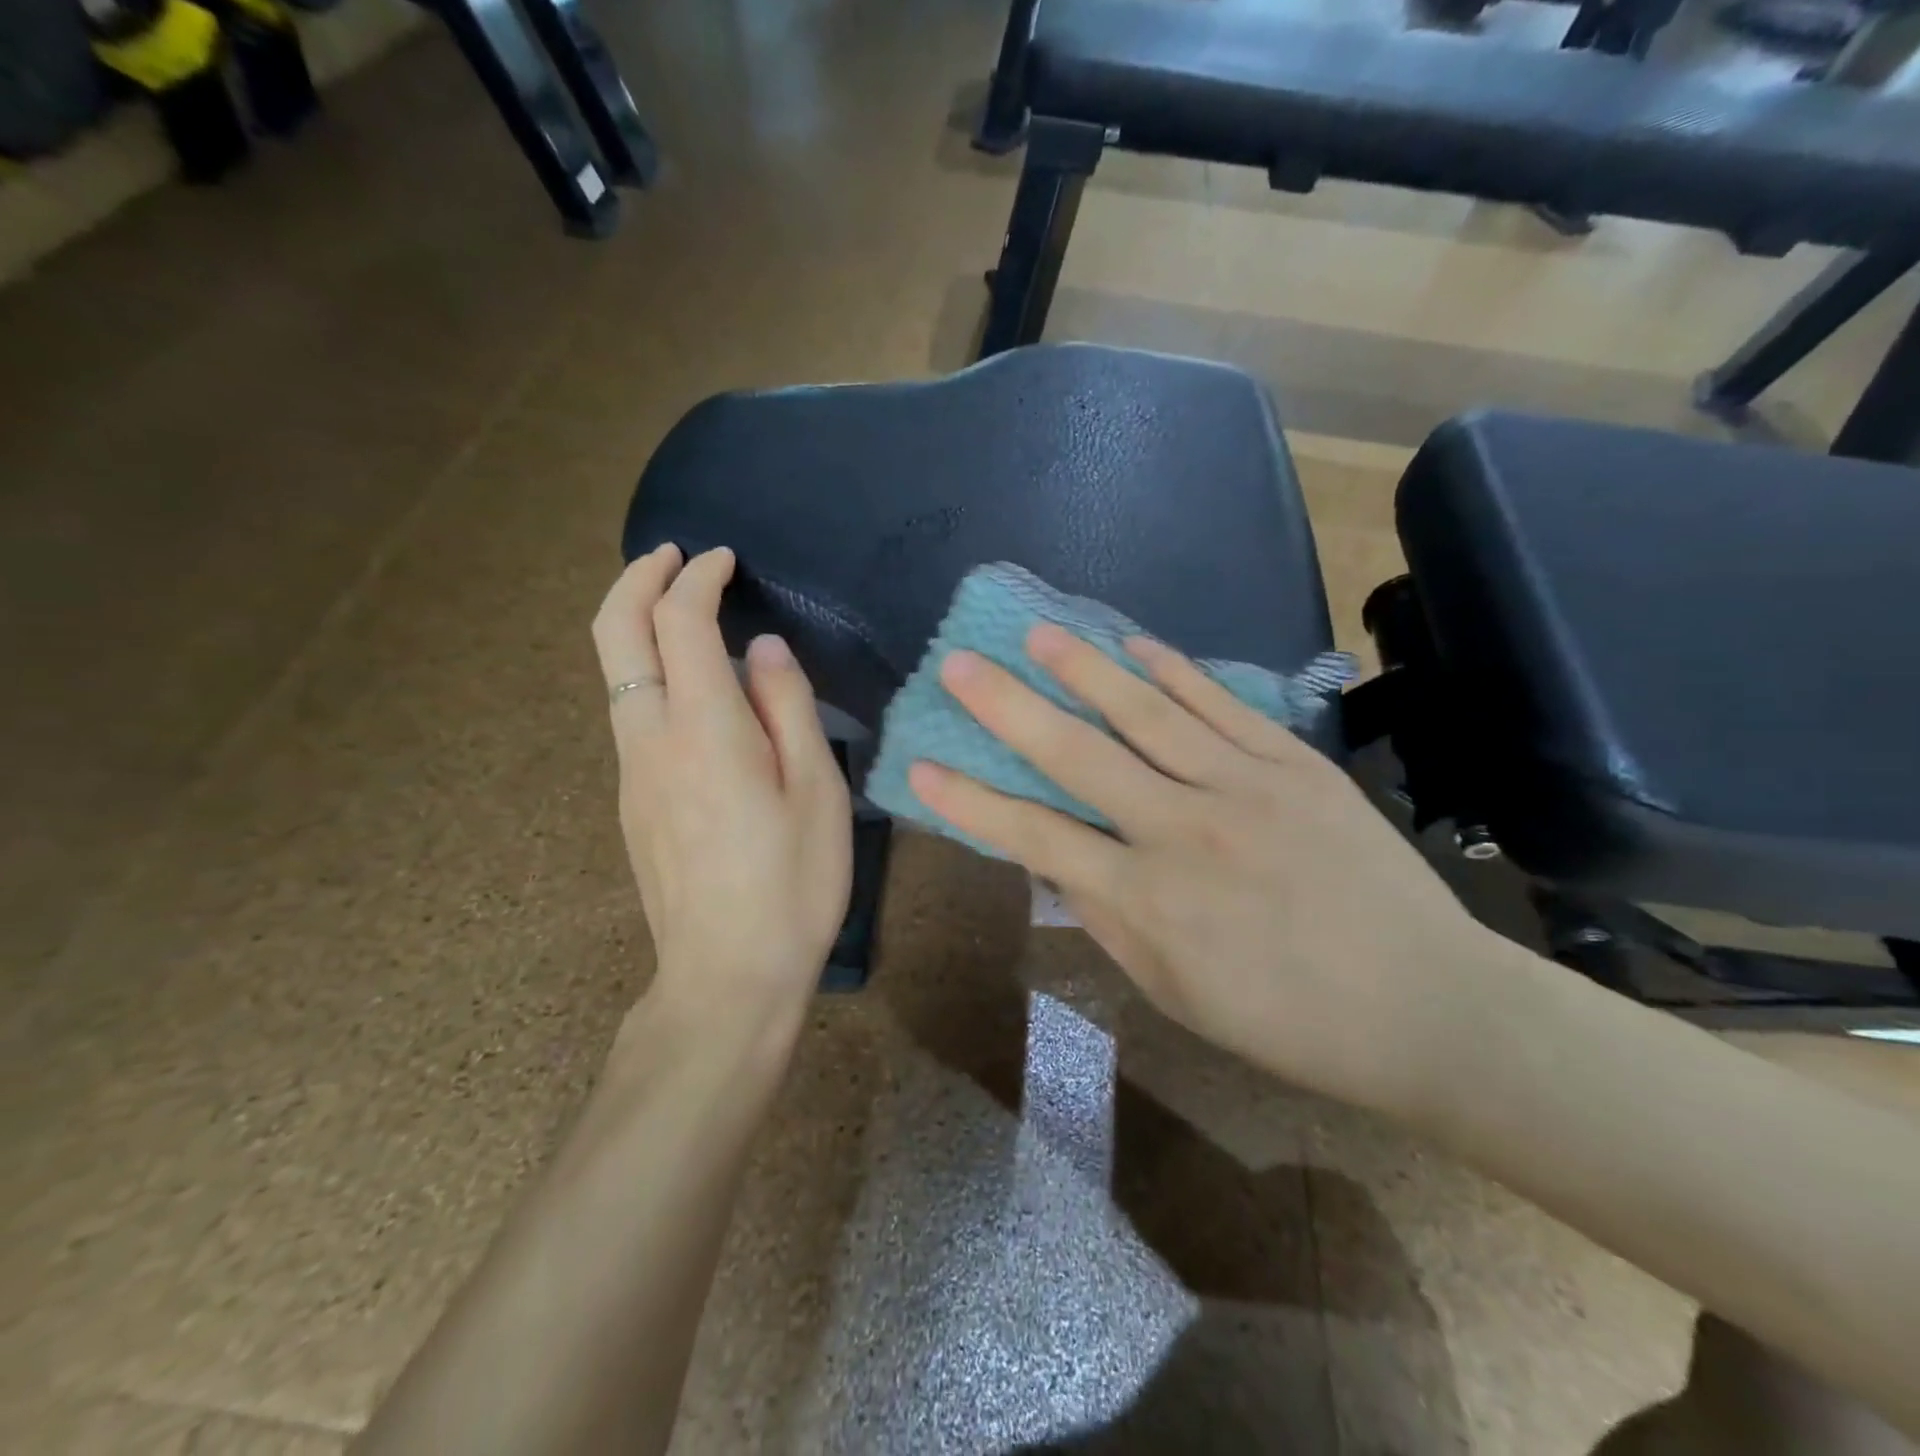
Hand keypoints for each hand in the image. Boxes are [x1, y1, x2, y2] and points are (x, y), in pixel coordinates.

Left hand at [592, 546, 851, 1035]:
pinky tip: (692, 690)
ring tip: (684, 611)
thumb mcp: (816, 790)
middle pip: (615, 633)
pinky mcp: (631, 802)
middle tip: (673, 556)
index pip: (681, 622)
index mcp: (704, 728)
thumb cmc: (791, 882)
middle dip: (638, 579)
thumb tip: (763, 650)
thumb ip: (787, 707)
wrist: (726, 975)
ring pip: (616, 674)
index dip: (699, 578)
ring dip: (638, 624)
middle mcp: (650, 738)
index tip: (725, 559)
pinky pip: (631, 713)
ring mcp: (631, 773)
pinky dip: (649, 671)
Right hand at [909, 626, 1498, 1113]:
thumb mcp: (1173, 991)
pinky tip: (1135, 645)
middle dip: (1007, 706)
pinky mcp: (1293, 762)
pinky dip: (1173, 670)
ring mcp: (1243, 785)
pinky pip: (1220, 704)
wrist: (1426, 1005)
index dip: (970, 800)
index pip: (1034, 836)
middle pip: (1077, 754)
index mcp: (1148, 899)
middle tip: (960, 662)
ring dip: (1083, 667)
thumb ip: (1107, 918)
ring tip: (1037, 632)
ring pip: (1145, 711)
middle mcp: (1183, 828)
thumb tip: (1055, 861)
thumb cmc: (1286, 1019)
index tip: (919, 765)